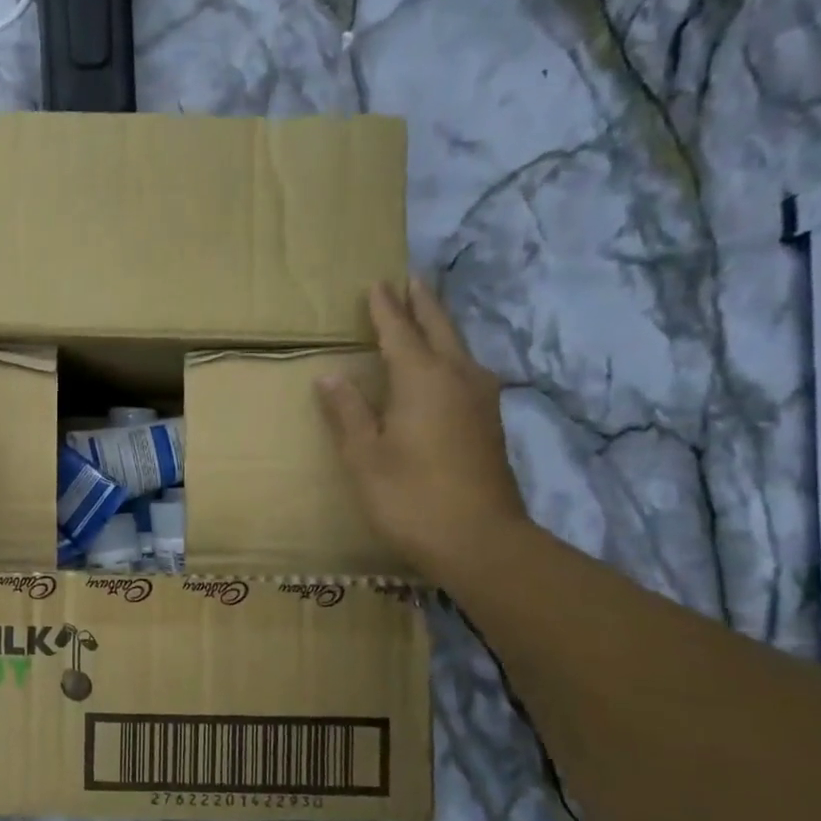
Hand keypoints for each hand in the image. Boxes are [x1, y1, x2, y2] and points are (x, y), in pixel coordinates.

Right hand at [317, 278, 526, 580]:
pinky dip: (451, 354)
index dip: (384, 309)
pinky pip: (467, 370)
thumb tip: (331, 376)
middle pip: (439, 329)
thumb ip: (348, 412)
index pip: (400, 332)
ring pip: (459, 348)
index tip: (375, 284)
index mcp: (422, 379)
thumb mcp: (364, 456)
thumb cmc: (410, 497)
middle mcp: (458, 378)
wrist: (480, 540)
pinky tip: (448, 365)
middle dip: (422, 304)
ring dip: (440, 326)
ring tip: (426, 314)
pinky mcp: (490, 422)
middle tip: (409, 281)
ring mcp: (480, 399)